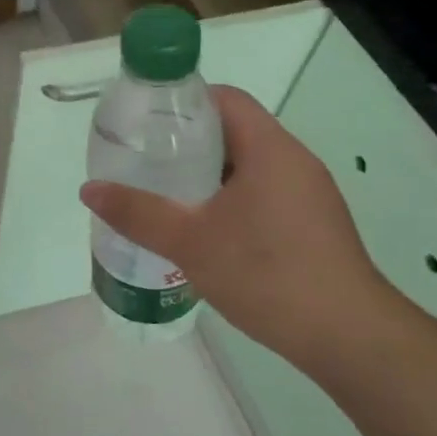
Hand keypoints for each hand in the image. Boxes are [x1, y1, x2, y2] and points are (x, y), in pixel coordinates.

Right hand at [80, 85, 399, 373]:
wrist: (347, 336)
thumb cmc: (266, 273)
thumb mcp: (190, 242)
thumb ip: (138, 212)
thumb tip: (89, 190)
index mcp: (270, 148)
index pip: (225, 99)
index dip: (183, 100)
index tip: (146, 119)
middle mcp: (294, 161)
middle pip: (235, 130)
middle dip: (187, 141)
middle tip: (145, 158)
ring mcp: (309, 194)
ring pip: (249, 165)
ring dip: (208, 173)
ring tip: (166, 192)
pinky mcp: (314, 224)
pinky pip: (264, 192)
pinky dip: (230, 197)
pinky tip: (205, 228)